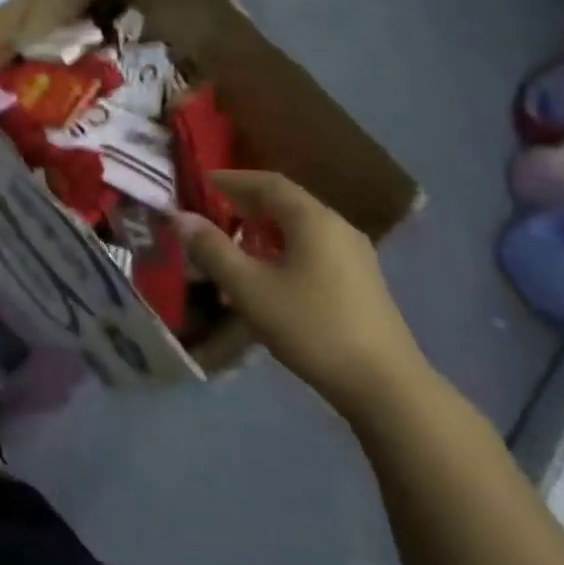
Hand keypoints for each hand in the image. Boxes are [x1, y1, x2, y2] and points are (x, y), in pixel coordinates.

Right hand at [176, 170, 429, 422]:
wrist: (383, 385)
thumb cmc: (310, 327)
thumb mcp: (249, 288)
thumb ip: (212, 249)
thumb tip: (179, 217)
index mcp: (313, 220)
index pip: (267, 183)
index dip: (230, 179)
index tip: (198, 182)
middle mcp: (337, 227)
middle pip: (285, 202)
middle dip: (244, 204)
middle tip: (208, 213)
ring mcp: (353, 255)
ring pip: (299, 228)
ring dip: (261, 229)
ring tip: (230, 246)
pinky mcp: (359, 281)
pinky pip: (311, 249)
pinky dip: (281, 249)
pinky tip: (265, 275)